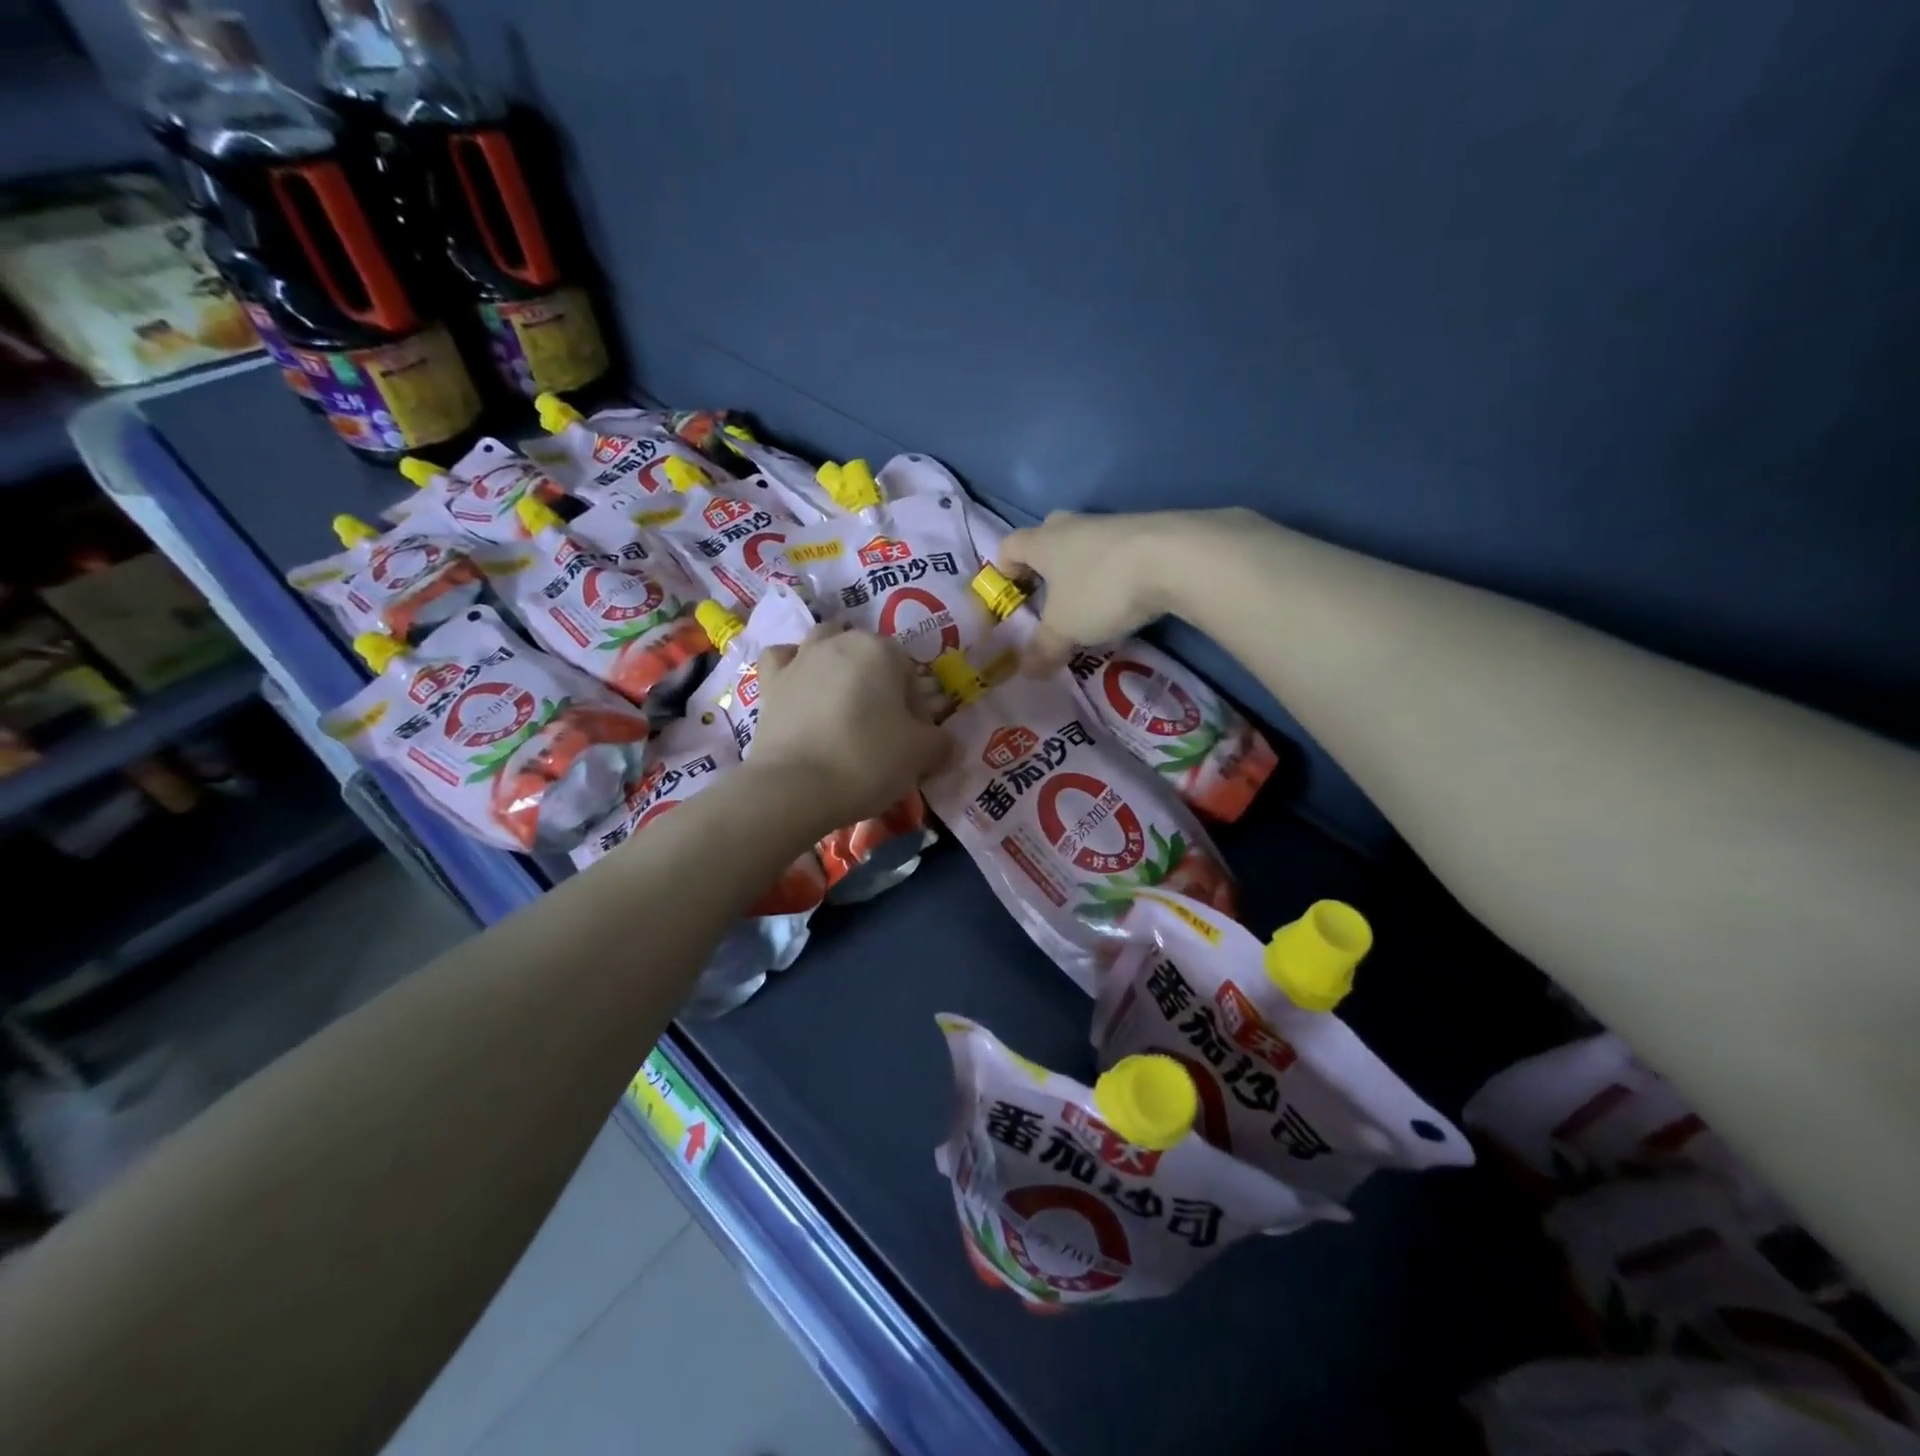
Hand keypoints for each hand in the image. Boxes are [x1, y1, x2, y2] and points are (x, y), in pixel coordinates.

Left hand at [749, 623, 950, 833]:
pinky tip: (801, 687)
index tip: (911, 738)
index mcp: (881, 650)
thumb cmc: (868, 761)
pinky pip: (783, 660)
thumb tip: (943, 742)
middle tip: (880, 726)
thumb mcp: (922, 755)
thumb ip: (940, 742)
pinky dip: (793, 667)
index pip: (909, 671)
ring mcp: (800, 659)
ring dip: (837, 665)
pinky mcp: (770, 683)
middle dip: (877, 681)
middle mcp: (839, 642)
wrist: (795, 787)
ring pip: (824, 645)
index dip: (915, 705)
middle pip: (868, 655)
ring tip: (843, 704)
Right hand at [997, 510, 1198, 673]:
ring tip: (1089, 609)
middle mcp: (1072, 525)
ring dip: (1081, 573)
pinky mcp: (1146, 531)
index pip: (1009, 546)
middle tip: (1047, 600)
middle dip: (1044, 568)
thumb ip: (1043, 649)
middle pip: (1047, 539)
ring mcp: (1111, 524)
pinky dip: (1113, 574)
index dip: (1003, 571)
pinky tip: (1125, 602)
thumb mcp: (1065, 629)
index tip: (1009, 597)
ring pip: (1084, 546)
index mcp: (1043, 542)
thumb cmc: (1101, 589)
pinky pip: (1116, 554)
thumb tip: (1027, 670)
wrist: (1175, 559)